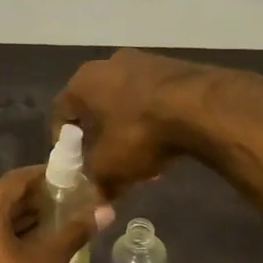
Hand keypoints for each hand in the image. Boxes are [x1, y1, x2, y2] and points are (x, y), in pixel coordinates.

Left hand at [0, 165, 113, 262]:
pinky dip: (2, 236)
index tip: (68, 180)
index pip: (16, 180)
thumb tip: (105, 210)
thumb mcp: (48, 262)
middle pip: (1, 199)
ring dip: (19, 219)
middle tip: (64, 203)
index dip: (43, 177)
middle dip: (33, 200)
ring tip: (52, 223)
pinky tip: (27, 245)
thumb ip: (74, 231)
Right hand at [52, 49, 235, 198]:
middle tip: (107, 161)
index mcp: (83, 81)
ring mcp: (145, 61)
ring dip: (129, 128)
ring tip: (142, 159)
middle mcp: (109, 63)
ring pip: (127, 101)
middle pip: (96, 105)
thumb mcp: (110, 167)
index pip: (61, 111)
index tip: (73, 161)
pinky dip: (154, 119)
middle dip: (100, 135)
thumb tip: (98, 202)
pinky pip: (154, 97)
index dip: (63, 140)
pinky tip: (166, 143)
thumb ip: (97, 183)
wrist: (200, 106)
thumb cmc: (140, 133)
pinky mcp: (175, 67)